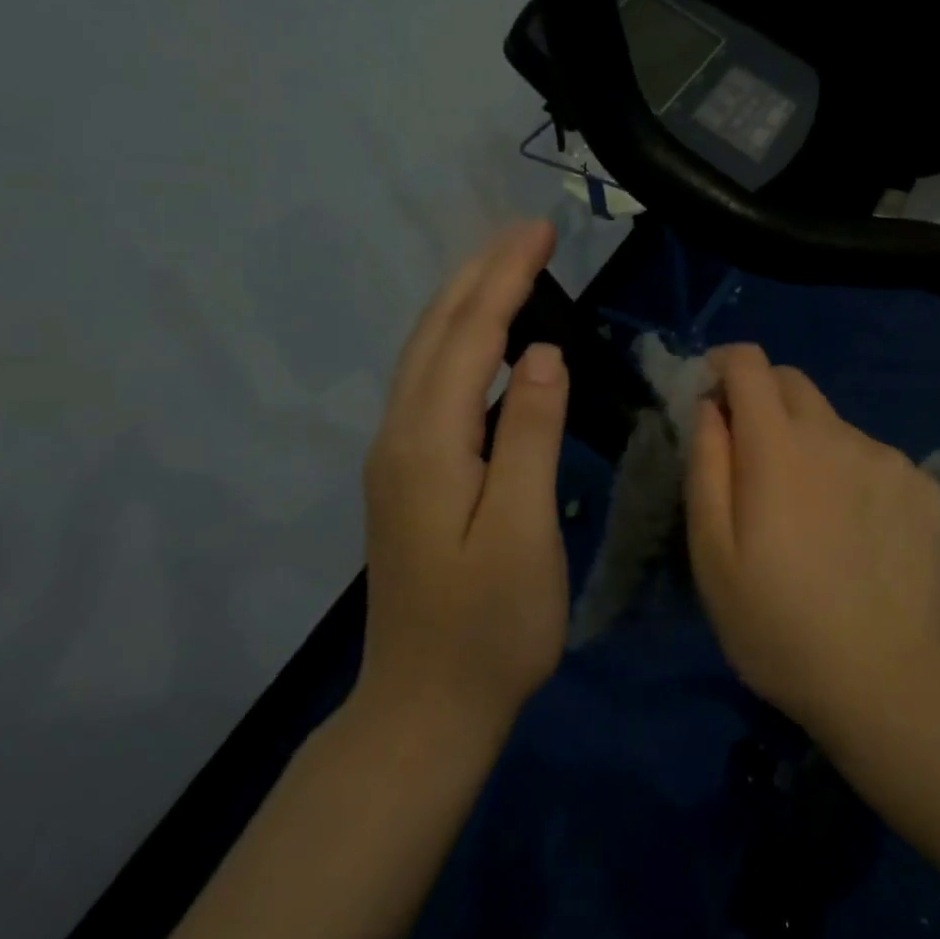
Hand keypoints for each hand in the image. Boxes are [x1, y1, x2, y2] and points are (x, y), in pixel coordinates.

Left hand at [355, 220, 570, 741]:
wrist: (425, 708)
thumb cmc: (490, 627)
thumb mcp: (522, 531)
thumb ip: (530, 435)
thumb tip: (542, 351)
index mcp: (428, 443)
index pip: (470, 336)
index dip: (506, 278)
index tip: (540, 230)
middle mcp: (400, 435)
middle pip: (436, 332)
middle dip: (481, 272)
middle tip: (526, 231)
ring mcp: (397, 455)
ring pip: (427, 353)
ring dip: (466, 300)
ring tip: (508, 264)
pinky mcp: (408, 473)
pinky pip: (432, 382)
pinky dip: (460, 341)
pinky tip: (486, 340)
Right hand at [685, 344, 939, 737]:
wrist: (889, 683)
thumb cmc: (779, 626)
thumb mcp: (712, 555)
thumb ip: (706, 466)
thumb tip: (709, 407)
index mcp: (779, 445)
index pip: (750, 363)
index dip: (724, 365)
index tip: (711, 394)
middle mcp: (837, 434)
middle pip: (793, 383)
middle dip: (763, 399)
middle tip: (753, 458)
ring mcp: (888, 458)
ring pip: (834, 425)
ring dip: (810, 444)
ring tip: (810, 514)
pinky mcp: (925, 486)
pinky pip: (874, 458)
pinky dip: (852, 474)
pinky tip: (857, 533)